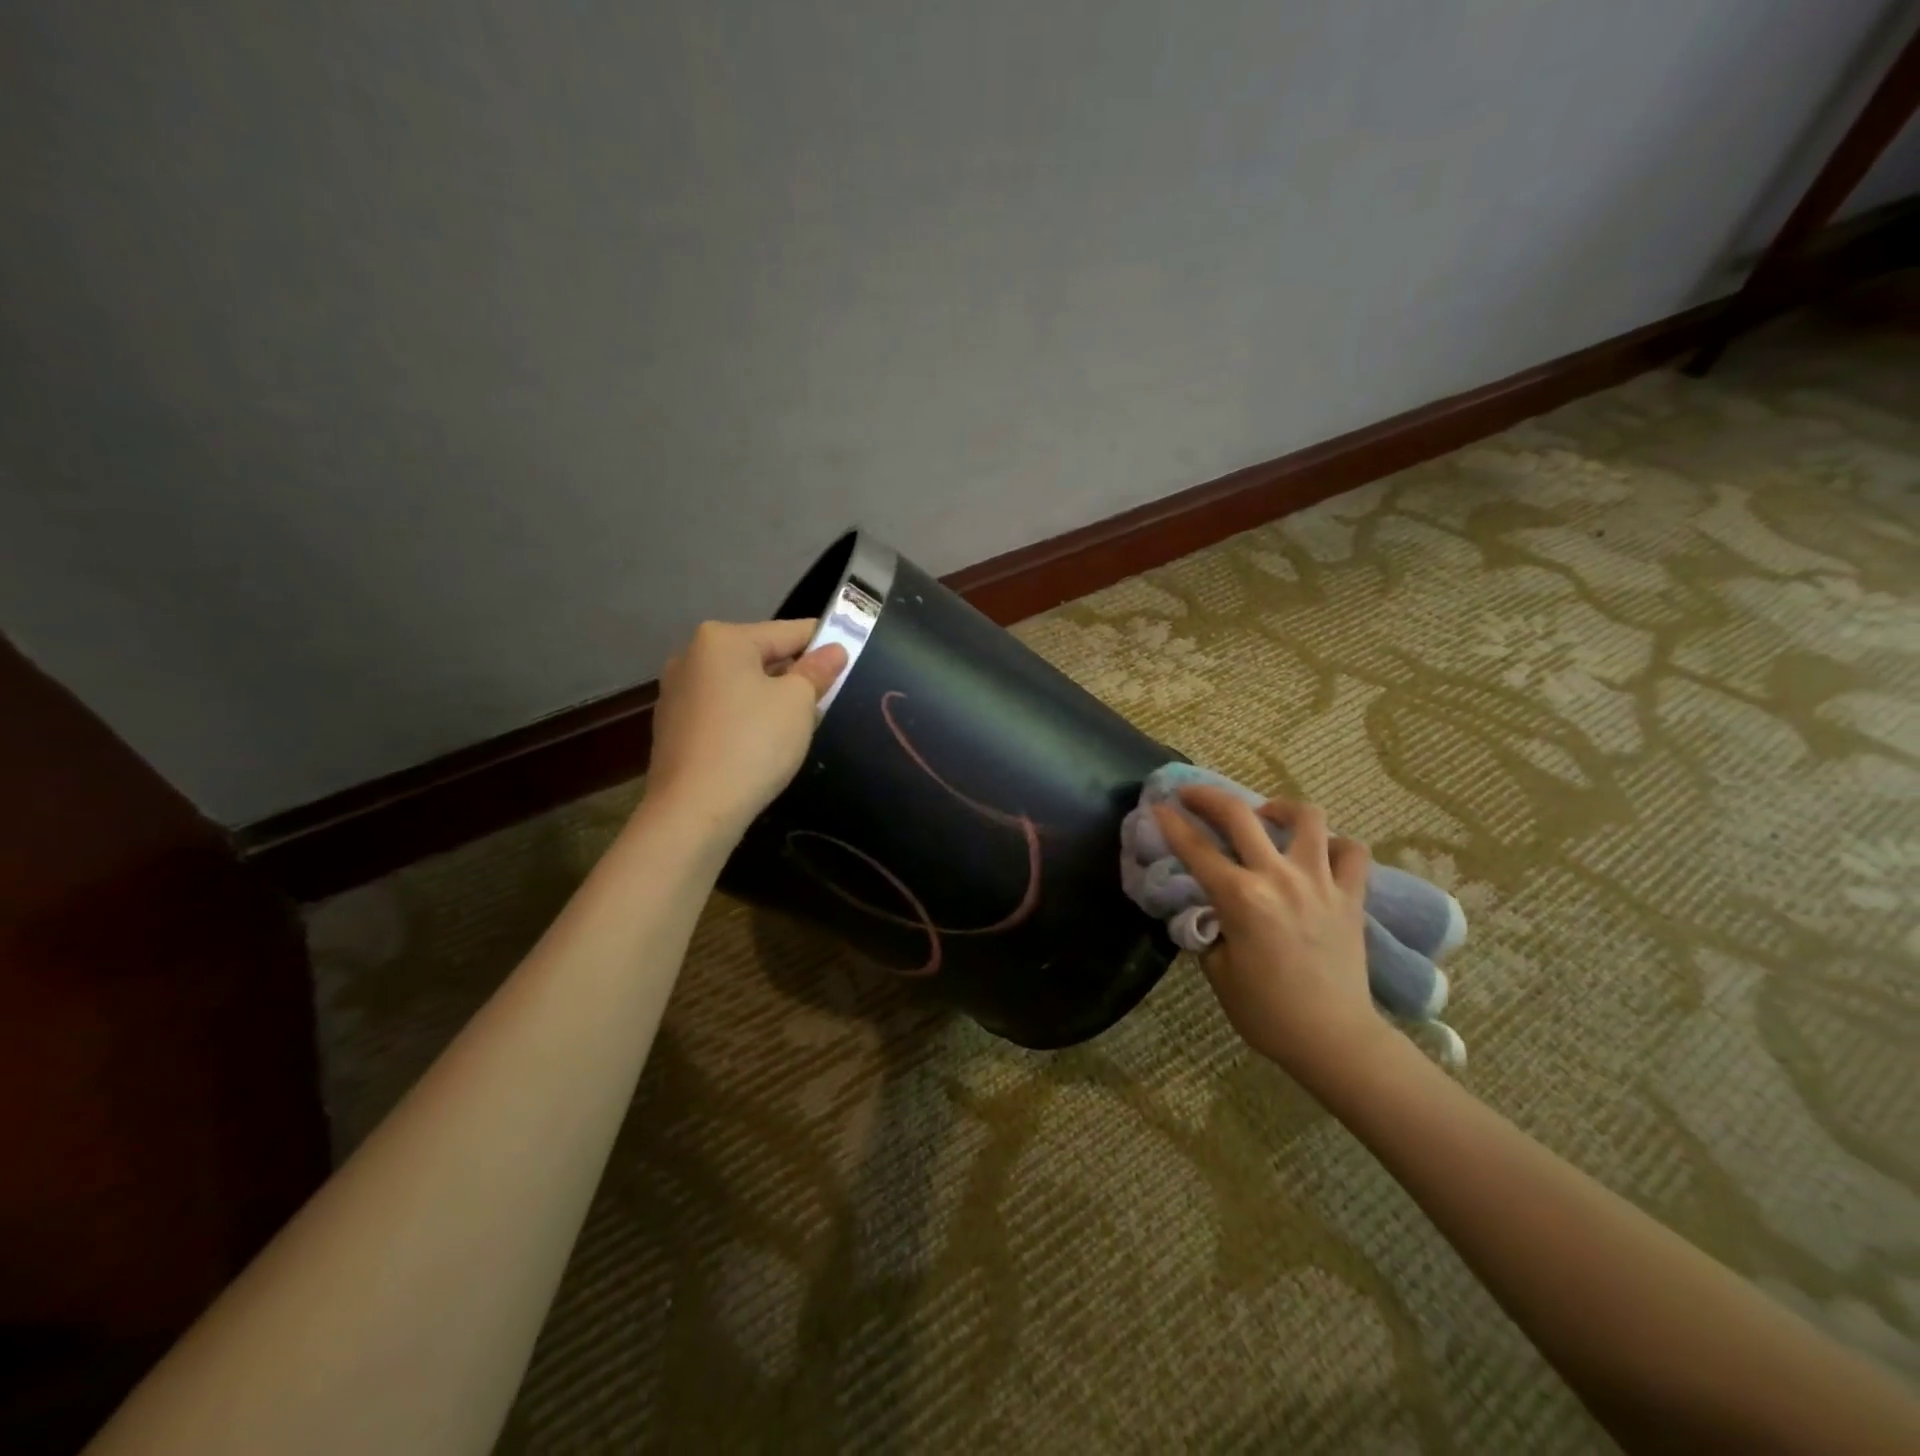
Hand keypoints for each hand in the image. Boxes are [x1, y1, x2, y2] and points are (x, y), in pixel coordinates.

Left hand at [645, 619, 847, 839]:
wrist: (694, 809)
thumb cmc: (753, 744)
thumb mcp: (798, 703)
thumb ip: (817, 671)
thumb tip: (834, 651)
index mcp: (722, 639)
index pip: (789, 631)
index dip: (824, 642)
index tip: (852, 655)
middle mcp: (691, 655)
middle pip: (760, 656)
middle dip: (794, 674)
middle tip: (827, 697)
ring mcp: (676, 691)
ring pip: (740, 684)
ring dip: (769, 697)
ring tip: (797, 725)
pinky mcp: (672, 726)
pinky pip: (721, 709)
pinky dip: (745, 718)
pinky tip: (761, 744)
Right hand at [1152, 786, 1383, 1081]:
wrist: (1334, 1039)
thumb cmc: (1267, 1012)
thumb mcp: (1218, 971)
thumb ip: (1210, 930)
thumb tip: (1210, 911)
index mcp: (1240, 898)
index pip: (1195, 848)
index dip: (1171, 823)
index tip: (1157, 806)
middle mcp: (1278, 878)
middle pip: (1239, 815)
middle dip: (1208, 796)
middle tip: (1193, 794)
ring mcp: (1320, 882)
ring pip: (1305, 817)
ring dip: (1279, 807)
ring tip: (1266, 815)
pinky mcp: (1351, 895)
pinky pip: (1350, 852)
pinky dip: (1334, 843)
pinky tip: (1318, 852)